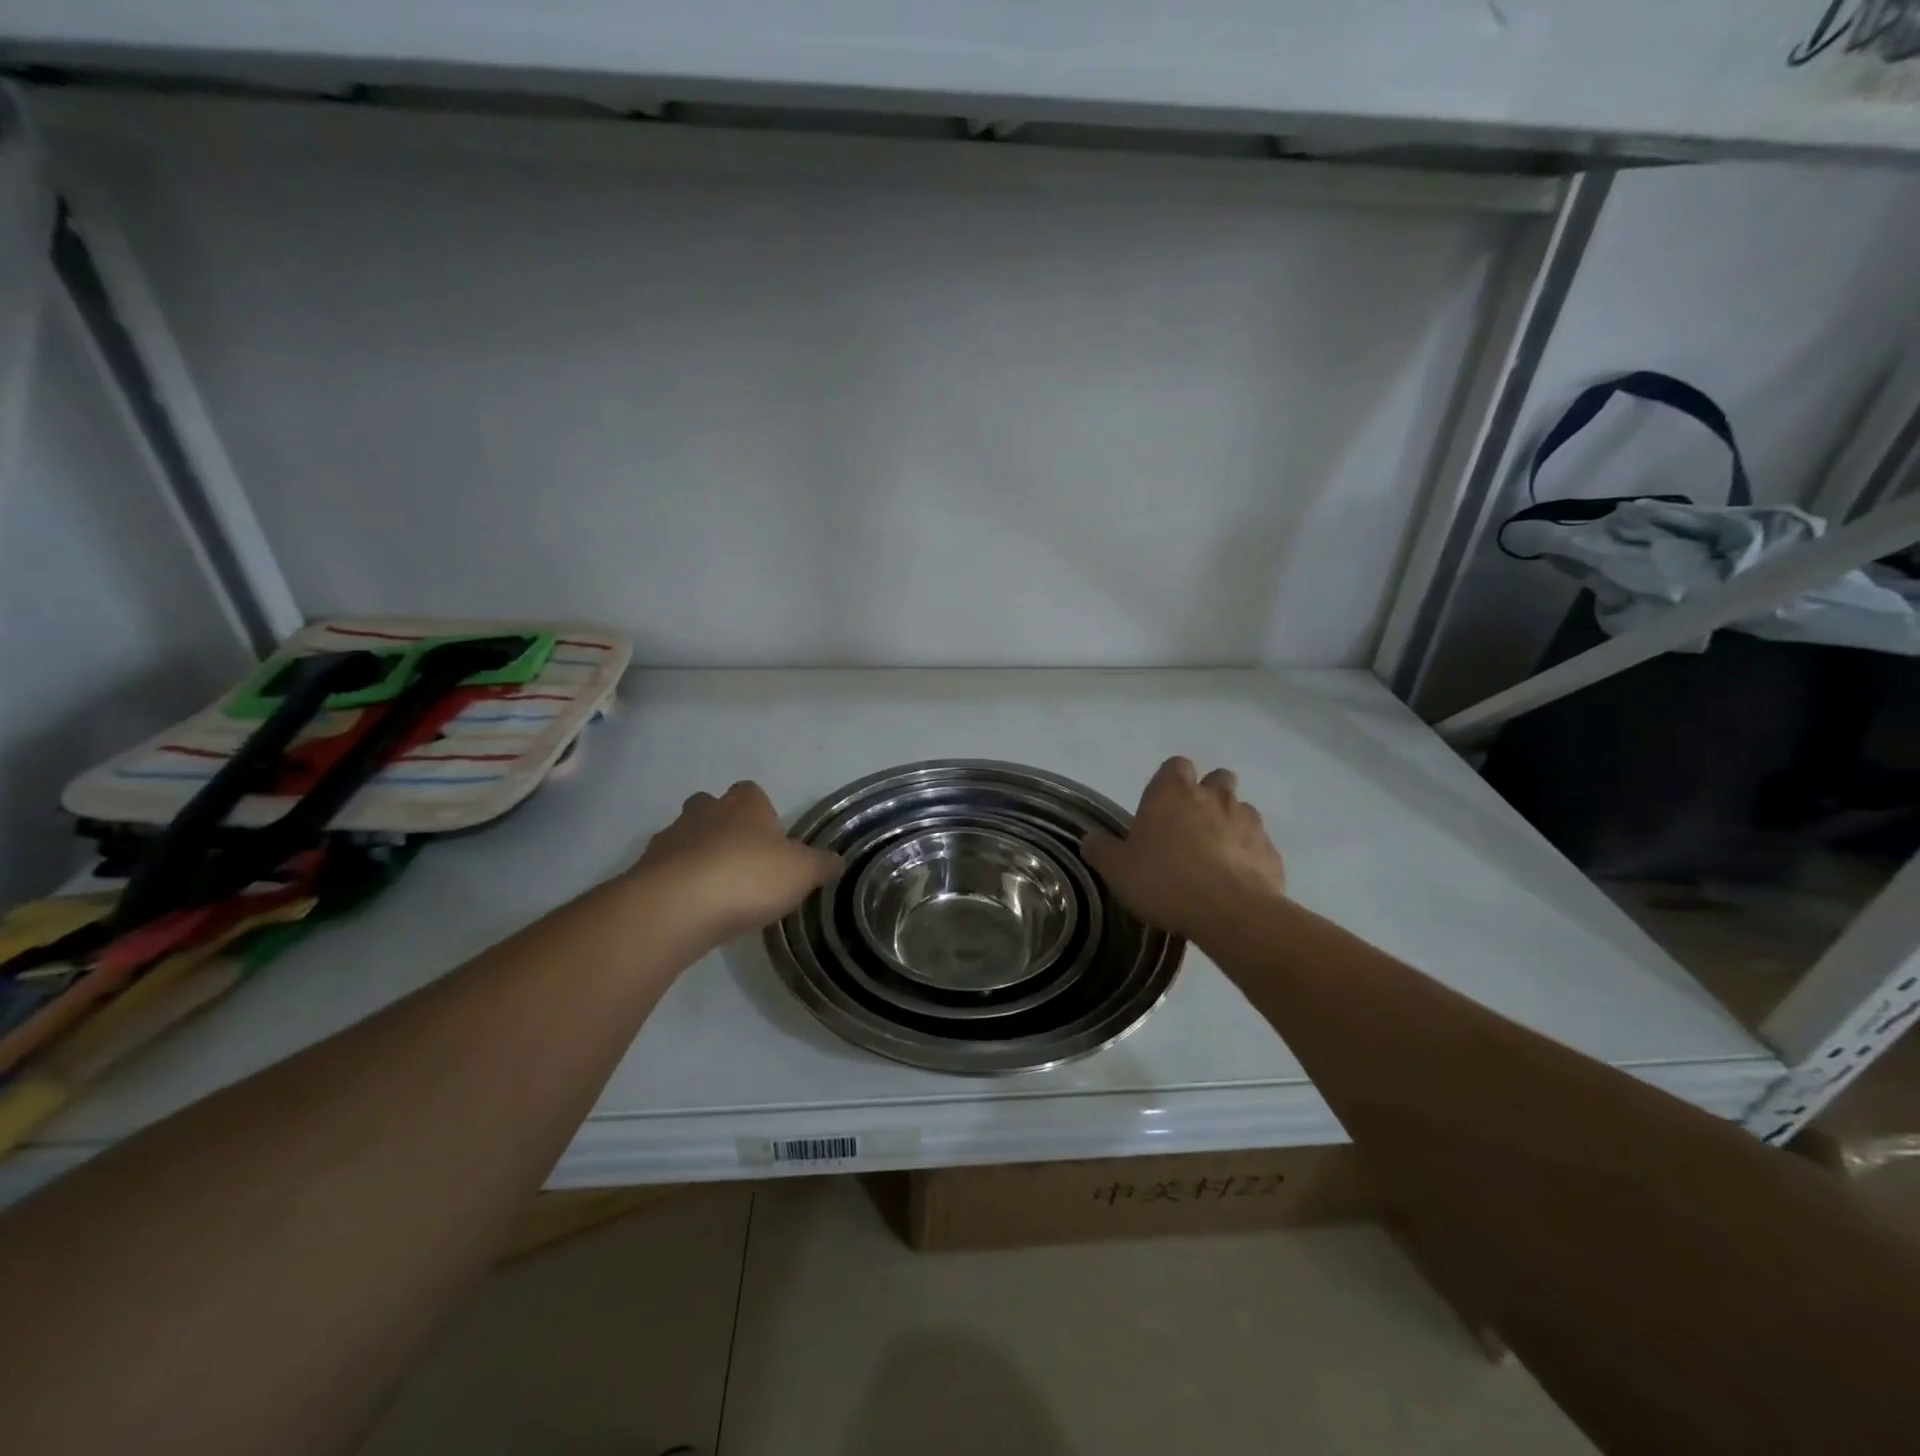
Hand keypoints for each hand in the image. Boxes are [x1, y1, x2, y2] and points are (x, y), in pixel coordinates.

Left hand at [628, 782, 838, 948]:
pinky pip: (665, 872)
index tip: (770, 838)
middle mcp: (704, 813)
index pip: (751, 792)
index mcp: (744, 806)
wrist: (676, 908)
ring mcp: (669, 840)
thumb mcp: (802, 873)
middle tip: (741, 859)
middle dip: (723, 827)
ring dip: (696, 856)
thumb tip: (836, 860)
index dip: (761, 811)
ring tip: (715, 891)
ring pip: (684, 838)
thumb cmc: (747, 877)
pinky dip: (676, 885)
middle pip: (711, 807)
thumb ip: (821, 865)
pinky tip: (692, 910)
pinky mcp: (644, 872)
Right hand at [1083, 757, 1285, 938]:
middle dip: (1209, 794)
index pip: (1176, 765)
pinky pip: (1258, 844)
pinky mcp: (1271, 850)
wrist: (1231, 912)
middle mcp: (1214, 796)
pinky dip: (1249, 855)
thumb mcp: (1117, 870)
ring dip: (1231, 824)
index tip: (1162, 804)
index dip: (1171, 781)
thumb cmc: (1165, 880)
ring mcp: (1248, 821)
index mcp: (1173, 792)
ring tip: (1216, 856)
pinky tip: (1236, 880)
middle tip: (1192, 826)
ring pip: (1242, 810)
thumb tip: (1091, 839)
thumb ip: (1101, 850)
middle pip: (1217, 779)